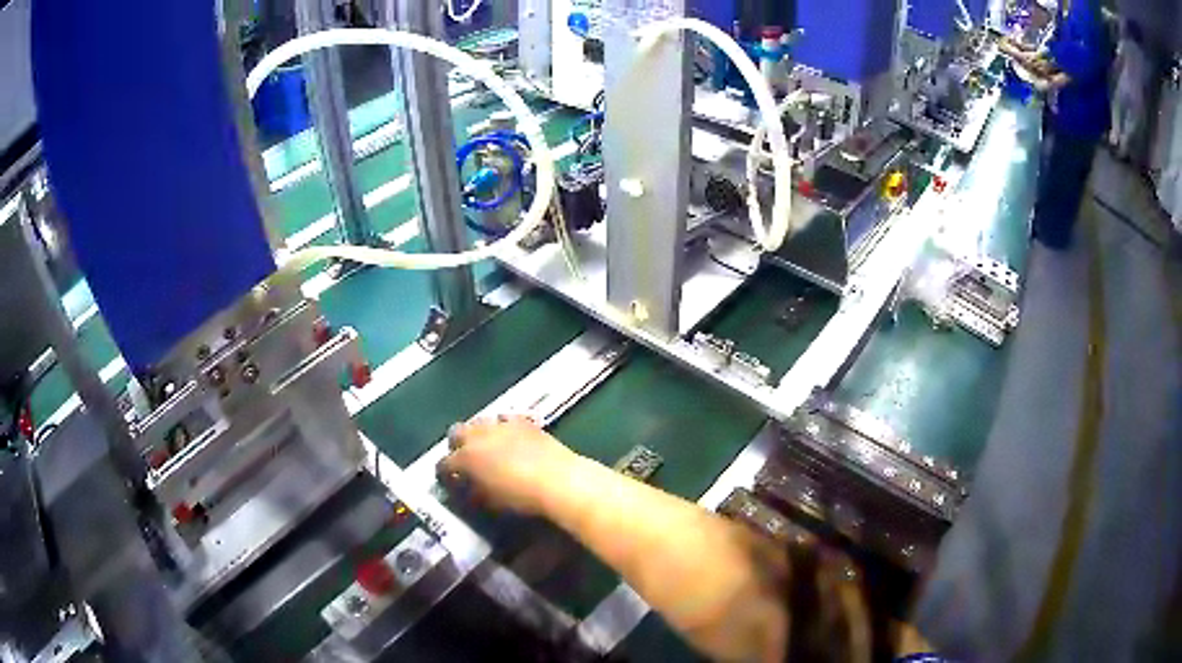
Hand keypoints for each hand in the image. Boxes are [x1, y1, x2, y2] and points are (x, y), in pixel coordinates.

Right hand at [439, 416, 580, 515]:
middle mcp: (479, 435)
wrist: (559, 479)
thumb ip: (473, 491)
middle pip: (456, 433)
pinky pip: (503, 420)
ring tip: (485, 449)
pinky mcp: (522, 421)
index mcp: (466, 457)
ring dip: (477, 434)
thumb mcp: (491, 501)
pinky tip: (508, 439)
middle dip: (456, 446)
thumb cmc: (522, 497)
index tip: (449, 482)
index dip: (444, 475)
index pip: (444, 464)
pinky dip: (500, 429)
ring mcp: (501, 424)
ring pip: (478, 422)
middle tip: (464, 462)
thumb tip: (467, 488)